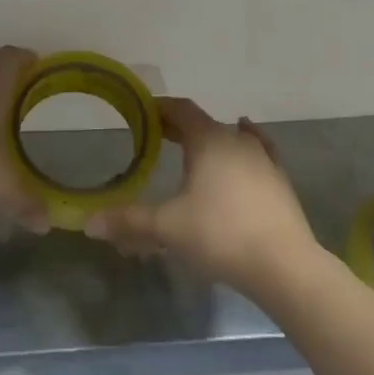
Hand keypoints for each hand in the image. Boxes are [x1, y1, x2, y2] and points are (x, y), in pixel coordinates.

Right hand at [84, 98, 316, 297]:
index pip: (181, 110)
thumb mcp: (168, 228)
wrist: (285, 266)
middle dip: (180, 127)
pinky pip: (258, 154)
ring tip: (195, 151)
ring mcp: (263, 160)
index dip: (160, 108)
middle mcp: (237, 140)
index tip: (142, 112)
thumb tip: (88, 223)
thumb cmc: (220, 235)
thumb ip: (129, 222)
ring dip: (211, 140)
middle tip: (158, 136)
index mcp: (208, 140)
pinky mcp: (280, 182)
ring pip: (232, 137)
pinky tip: (247, 147)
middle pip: (204, 123)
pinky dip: (245, 149)